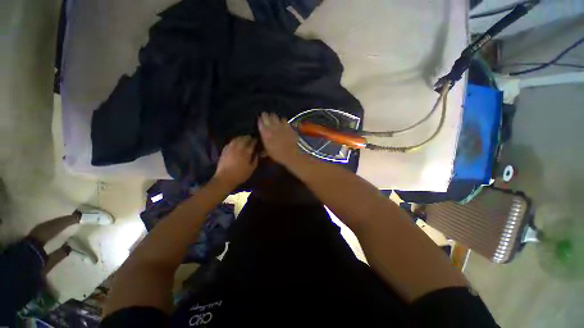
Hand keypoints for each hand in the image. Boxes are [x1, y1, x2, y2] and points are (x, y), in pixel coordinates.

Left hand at [214, 136, 258, 187]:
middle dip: (247, 137)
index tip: (256, 139)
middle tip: (250, 137)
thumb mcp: (251, 169)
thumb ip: (255, 160)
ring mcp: (230, 149)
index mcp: (246, 153)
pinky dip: (233, 141)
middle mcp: (238, 148)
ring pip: (236, 139)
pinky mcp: (224, 151)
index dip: (254, 141)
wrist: (225, 178)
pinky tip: (235, 142)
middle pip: (243, 139)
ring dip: (240, 137)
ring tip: (243, 138)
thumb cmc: (240, 175)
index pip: (251, 144)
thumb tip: (257, 154)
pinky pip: (230, 143)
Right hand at [258, 112, 300, 164]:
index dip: (259, 120)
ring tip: (273, 119)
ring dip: (273, 117)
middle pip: (266, 116)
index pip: (260, 122)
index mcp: (265, 133)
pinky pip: (283, 119)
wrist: (290, 154)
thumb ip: (263, 142)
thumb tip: (262, 138)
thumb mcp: (267, 150)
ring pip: (275, 116)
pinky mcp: (288, 126)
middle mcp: (272, 127)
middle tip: (265, 117)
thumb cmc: (277, 154)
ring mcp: (280, 125)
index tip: (259, 120)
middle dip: (265, 116)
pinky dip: (282, 120)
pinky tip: (282, 123)